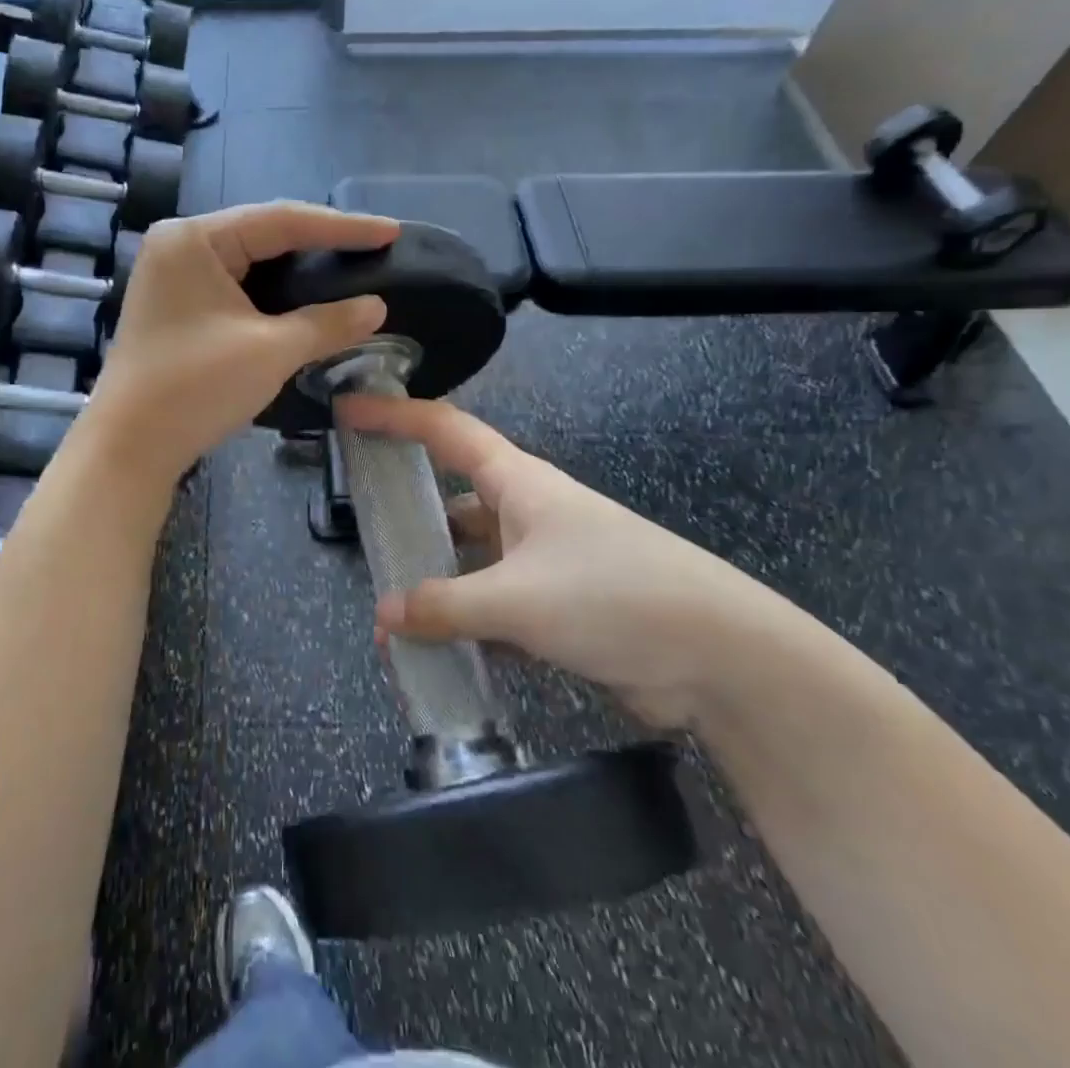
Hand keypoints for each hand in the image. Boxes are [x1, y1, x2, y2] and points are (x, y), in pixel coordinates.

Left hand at [90, 202, 400, 480]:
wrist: (129, 448)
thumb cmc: (196, 389)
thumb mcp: (271, 351)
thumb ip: (328, 322)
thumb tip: (377, 307)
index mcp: (195, 239)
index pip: (282, 220)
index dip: (342, 227)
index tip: (391, 231)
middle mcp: (179, 244)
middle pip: (263, 234)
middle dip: (320, 243)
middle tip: (373, 246)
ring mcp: (173, 274)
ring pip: (250, 260)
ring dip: (297, 268)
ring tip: (348, 265)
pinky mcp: (176, 304)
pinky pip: (235, 284)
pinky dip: (272, 291)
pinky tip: (304, 296)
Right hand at [338, 394, 775, 729]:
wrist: (721, 658)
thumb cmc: (614, 596)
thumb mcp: (519, 599)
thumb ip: (446, 605)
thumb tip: (384, 616)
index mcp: (519, 483)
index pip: (445, 431)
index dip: (394, 416)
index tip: (348, 411)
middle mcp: (527, 513)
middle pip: (452, 499)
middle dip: (408, 514)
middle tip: (362, 531)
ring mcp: (543, 563)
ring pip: (471, 562)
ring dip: (435, 585)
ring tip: (389, 617)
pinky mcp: (558, 610)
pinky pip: (493, 609)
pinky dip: (464, 626)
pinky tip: (436, 654)